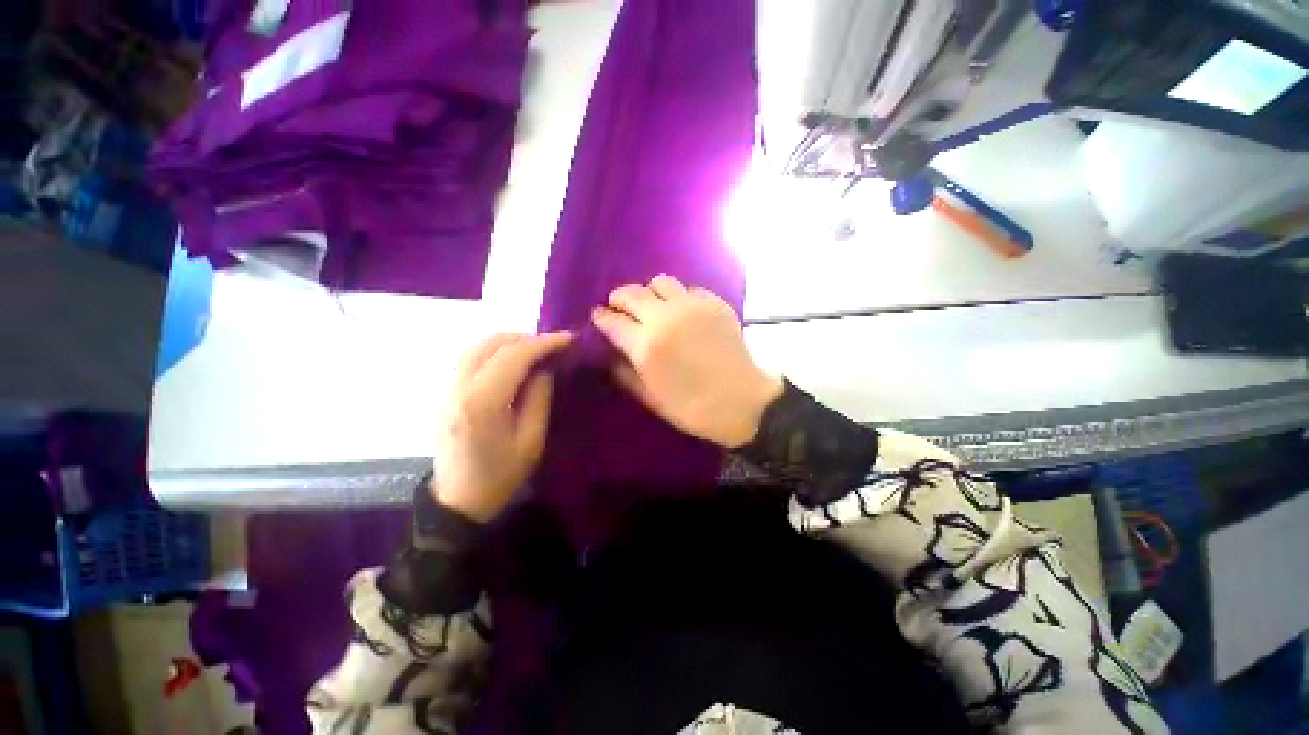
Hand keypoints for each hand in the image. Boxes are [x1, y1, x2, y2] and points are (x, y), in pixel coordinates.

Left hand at [433, 332, 574, 520]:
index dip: (544, 343)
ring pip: (476, 345)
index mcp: (482, 402)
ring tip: (535, 350)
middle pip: (491, 343)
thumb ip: (539, 397)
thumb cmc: (501, 475)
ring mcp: (446, 387)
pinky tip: (511, 361)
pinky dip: (493, 350)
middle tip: (553, 346)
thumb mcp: (532, 440)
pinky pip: (469, 357)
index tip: (569, 339)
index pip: (514, 356)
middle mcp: (459, 387)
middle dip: (526, 338)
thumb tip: (544, 368)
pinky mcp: (444, 391)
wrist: (458, 499)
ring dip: (509, 341)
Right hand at [593, 275, 782, 447]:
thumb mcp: (651, 398)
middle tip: (620, 310)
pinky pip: (688, 289)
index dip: (601, 318)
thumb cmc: (693, 408)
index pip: (612, 320)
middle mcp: (666, 317)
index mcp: (646, 345)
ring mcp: (693, 306)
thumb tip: (609, 354)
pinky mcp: (714, 303)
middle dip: (619, 299)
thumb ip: (624, 373)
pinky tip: (682, 313)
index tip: (599, 318)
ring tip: (652, 308)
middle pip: (631, 293)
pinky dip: (678, 297)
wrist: (743, 402)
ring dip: (648, 293)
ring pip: (659, 282)